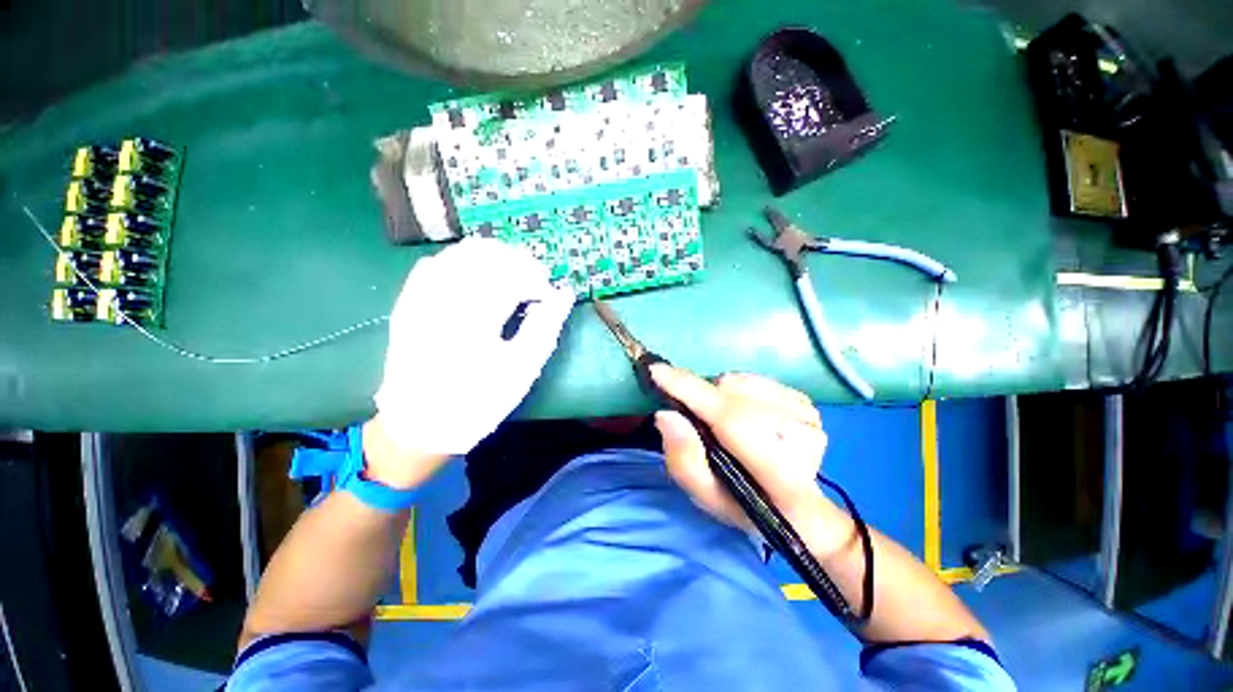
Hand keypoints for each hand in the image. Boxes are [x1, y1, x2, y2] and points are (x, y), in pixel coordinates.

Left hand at [374, 237, 574, 455]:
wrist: (421, 425)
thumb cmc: (479, 401)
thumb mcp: (522, 369)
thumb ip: (546, 326)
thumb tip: (564, 294)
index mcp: (473, 320)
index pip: (510, 276)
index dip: (536, 278)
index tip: (549, 293)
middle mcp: (442, 301)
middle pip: (485, 257)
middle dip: (517, 262)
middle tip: (535, 280)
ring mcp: (419, 299)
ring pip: (458, 254)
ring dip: (492, 257)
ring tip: (511, 273)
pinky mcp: (407, 303)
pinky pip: (433, 264)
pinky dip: (461, 261)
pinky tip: (477, 274)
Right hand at [653, 366, 848, 552]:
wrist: (795, 507)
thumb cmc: (744, 504)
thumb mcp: (706, 496)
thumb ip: (683, 459)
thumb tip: (665, 414)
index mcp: (777, 472)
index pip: (727, 418)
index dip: (689, 390)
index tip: (657, 370)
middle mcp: (800, 435)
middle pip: (730, 392)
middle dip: (703, 397)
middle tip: (697, 418)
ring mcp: (807, 415)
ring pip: (740, 381)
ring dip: (720, 394)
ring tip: (722, 421)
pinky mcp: (806, 401)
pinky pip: (754, 379)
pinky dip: (739, 391)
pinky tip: (743, 413)